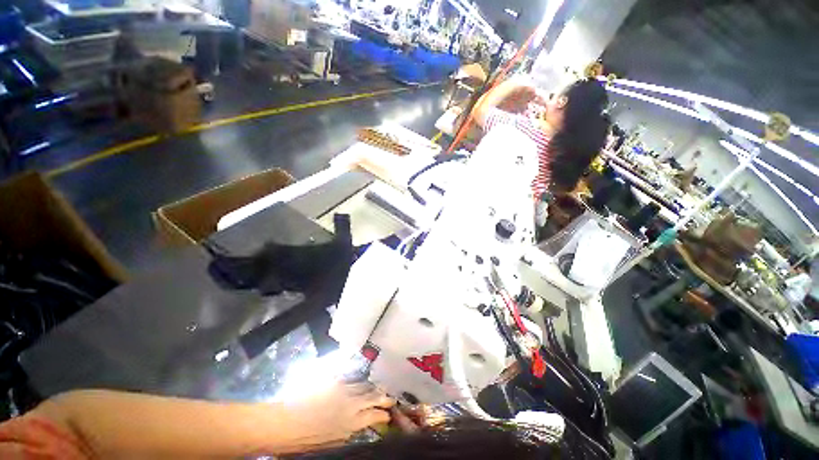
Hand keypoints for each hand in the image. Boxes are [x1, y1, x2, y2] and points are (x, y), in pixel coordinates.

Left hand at [279, 382, 394, 450]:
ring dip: (374, 388)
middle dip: (384, 397)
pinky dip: (360, 383)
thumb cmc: (308, 440)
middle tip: (391, 397)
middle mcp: (352, 404)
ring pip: (364, 386)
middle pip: (373, 397)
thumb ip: (349, 431)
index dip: (383, 415)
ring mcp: (344, 390)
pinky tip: (363, 383)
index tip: (388, 415)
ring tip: (381, 388)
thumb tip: (359, 425)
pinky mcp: (335, 382)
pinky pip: (352, 381)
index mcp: (352, 423)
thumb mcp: (334, 442)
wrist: (287, 423)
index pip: (374, 416)